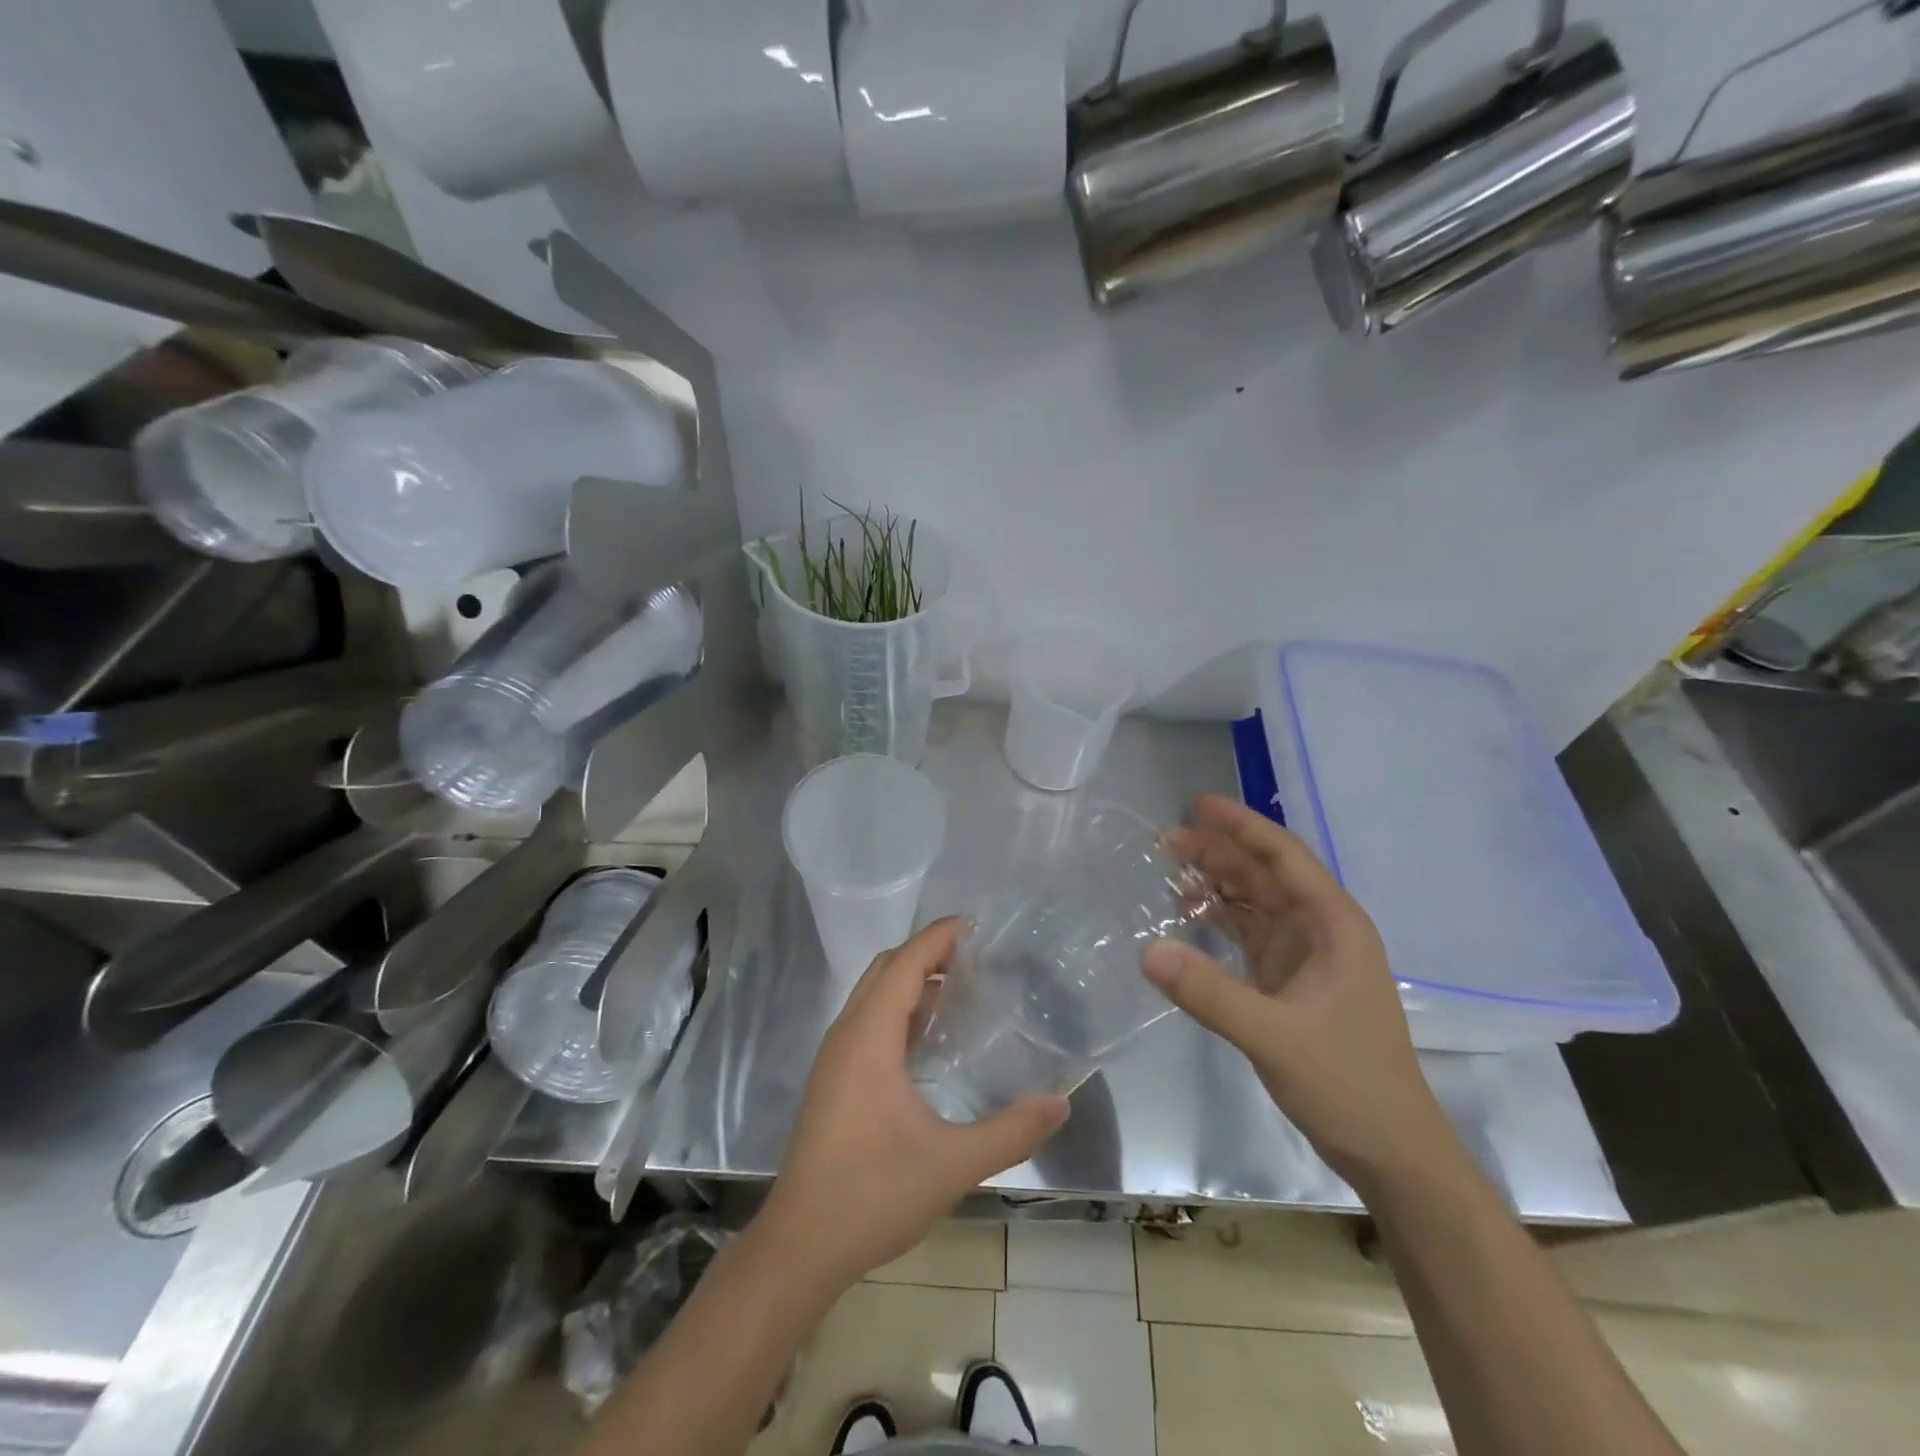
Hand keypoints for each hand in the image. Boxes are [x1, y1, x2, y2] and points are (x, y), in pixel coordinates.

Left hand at [758, 919, 1068, 1289]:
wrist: (800, 1246)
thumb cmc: (872, 1194)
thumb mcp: (952, 1164)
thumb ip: (1011, 1131)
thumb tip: (1060, 1102)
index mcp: (869, 1036)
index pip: (906, 962)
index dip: (939, 937)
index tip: (978, 926)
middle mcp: (847, 1034)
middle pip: (887, 970)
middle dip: (928, 954)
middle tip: (977, 959)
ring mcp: (835, 1058)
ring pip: (873, 996)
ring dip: (912, 983)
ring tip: (961, 993)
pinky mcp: (832, 1081)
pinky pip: (867, 1023)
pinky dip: (899, 1012)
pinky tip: (929, 1042)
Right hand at [1144, 794, 1448, 1190]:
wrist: (1392, 1152)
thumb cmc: (1348, 1085)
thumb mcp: (1275, 1037)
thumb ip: (1210, 994)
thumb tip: (1147, 951)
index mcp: (1334, 926)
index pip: (1284, 857)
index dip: (1242, 826)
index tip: (1197, 804)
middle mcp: (1321, 930)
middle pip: (1264, 875)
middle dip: (1217, 853)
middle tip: (1163, 840)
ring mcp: (1306, 957)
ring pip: (1255, 903)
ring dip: (1216, 884)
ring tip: (1167, 870)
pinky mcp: (1290, 982)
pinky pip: (1249, 934)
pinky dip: (1219, 920)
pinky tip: (1187, 915)